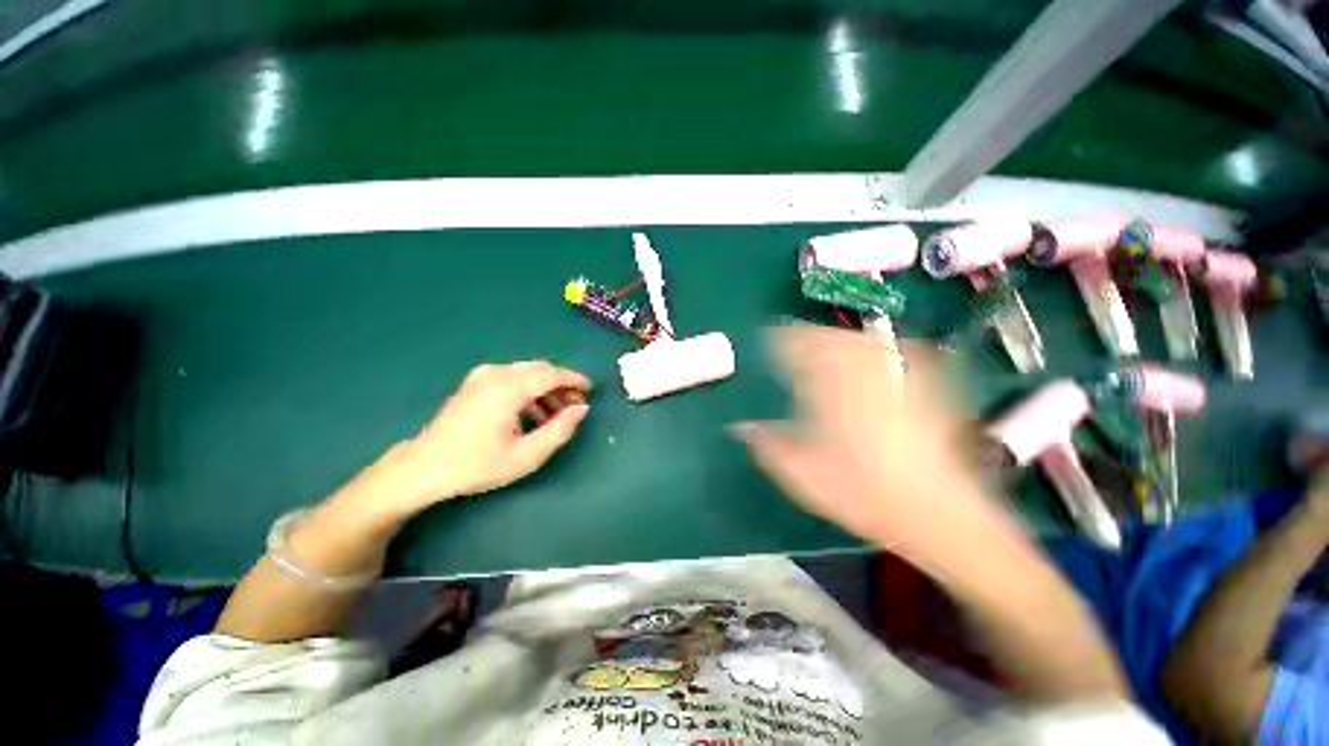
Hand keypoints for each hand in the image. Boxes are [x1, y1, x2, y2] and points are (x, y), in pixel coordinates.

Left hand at [348, 361, 590, 520]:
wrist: (423, 468)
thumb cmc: (477, 465)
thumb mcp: (526, 456)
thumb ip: (559, 430)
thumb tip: (582, 409)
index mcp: (507, 389)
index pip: (551, 374)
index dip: (574, 379)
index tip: (591, 389)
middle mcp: (495, 374)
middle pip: (540, 369)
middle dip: (562, 383)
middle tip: (576, 404)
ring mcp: (482, 376)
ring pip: (527, 372)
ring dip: (546, 387)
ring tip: (557, 413)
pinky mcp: (475, 382)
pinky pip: (512, 376)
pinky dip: (529, 388)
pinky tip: (533, 411)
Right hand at [730, 326, 1017, 553]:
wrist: (937, 515)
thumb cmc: (863, 496)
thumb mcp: (804, 477)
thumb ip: (768, 447)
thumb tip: (739, 428)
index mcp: (830, 396)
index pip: (801, 353)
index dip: (781, 341)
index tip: (767, 339)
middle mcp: (862, 380)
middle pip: (831, 341)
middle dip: (807, 335)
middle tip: (790, 340)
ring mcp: (894, 382)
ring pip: (861, 343)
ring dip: (836, 337)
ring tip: (822, 343)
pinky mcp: (920, 390)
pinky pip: (896, 354)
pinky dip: (877, 347)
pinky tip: (872, 350)